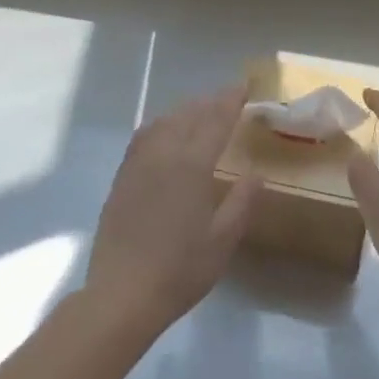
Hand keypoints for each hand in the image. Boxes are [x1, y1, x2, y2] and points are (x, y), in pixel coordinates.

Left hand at [84, 84, 259, 340]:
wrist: (122, 294)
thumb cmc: (179, 270)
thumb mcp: (222, 241)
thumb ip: (241, 202)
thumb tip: (257, 173)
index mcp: (192, 166)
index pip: (216, 121)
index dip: (231, 101)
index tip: (244, 85)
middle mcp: (163, 154)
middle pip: (189, 115)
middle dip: (210, 101)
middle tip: (228, 97)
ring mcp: (138, 164)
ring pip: (164, 121)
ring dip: (185, 110)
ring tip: (200, 110)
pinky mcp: (122, 177)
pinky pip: (144, 137)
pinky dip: (162, 125)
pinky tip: (166, 132)